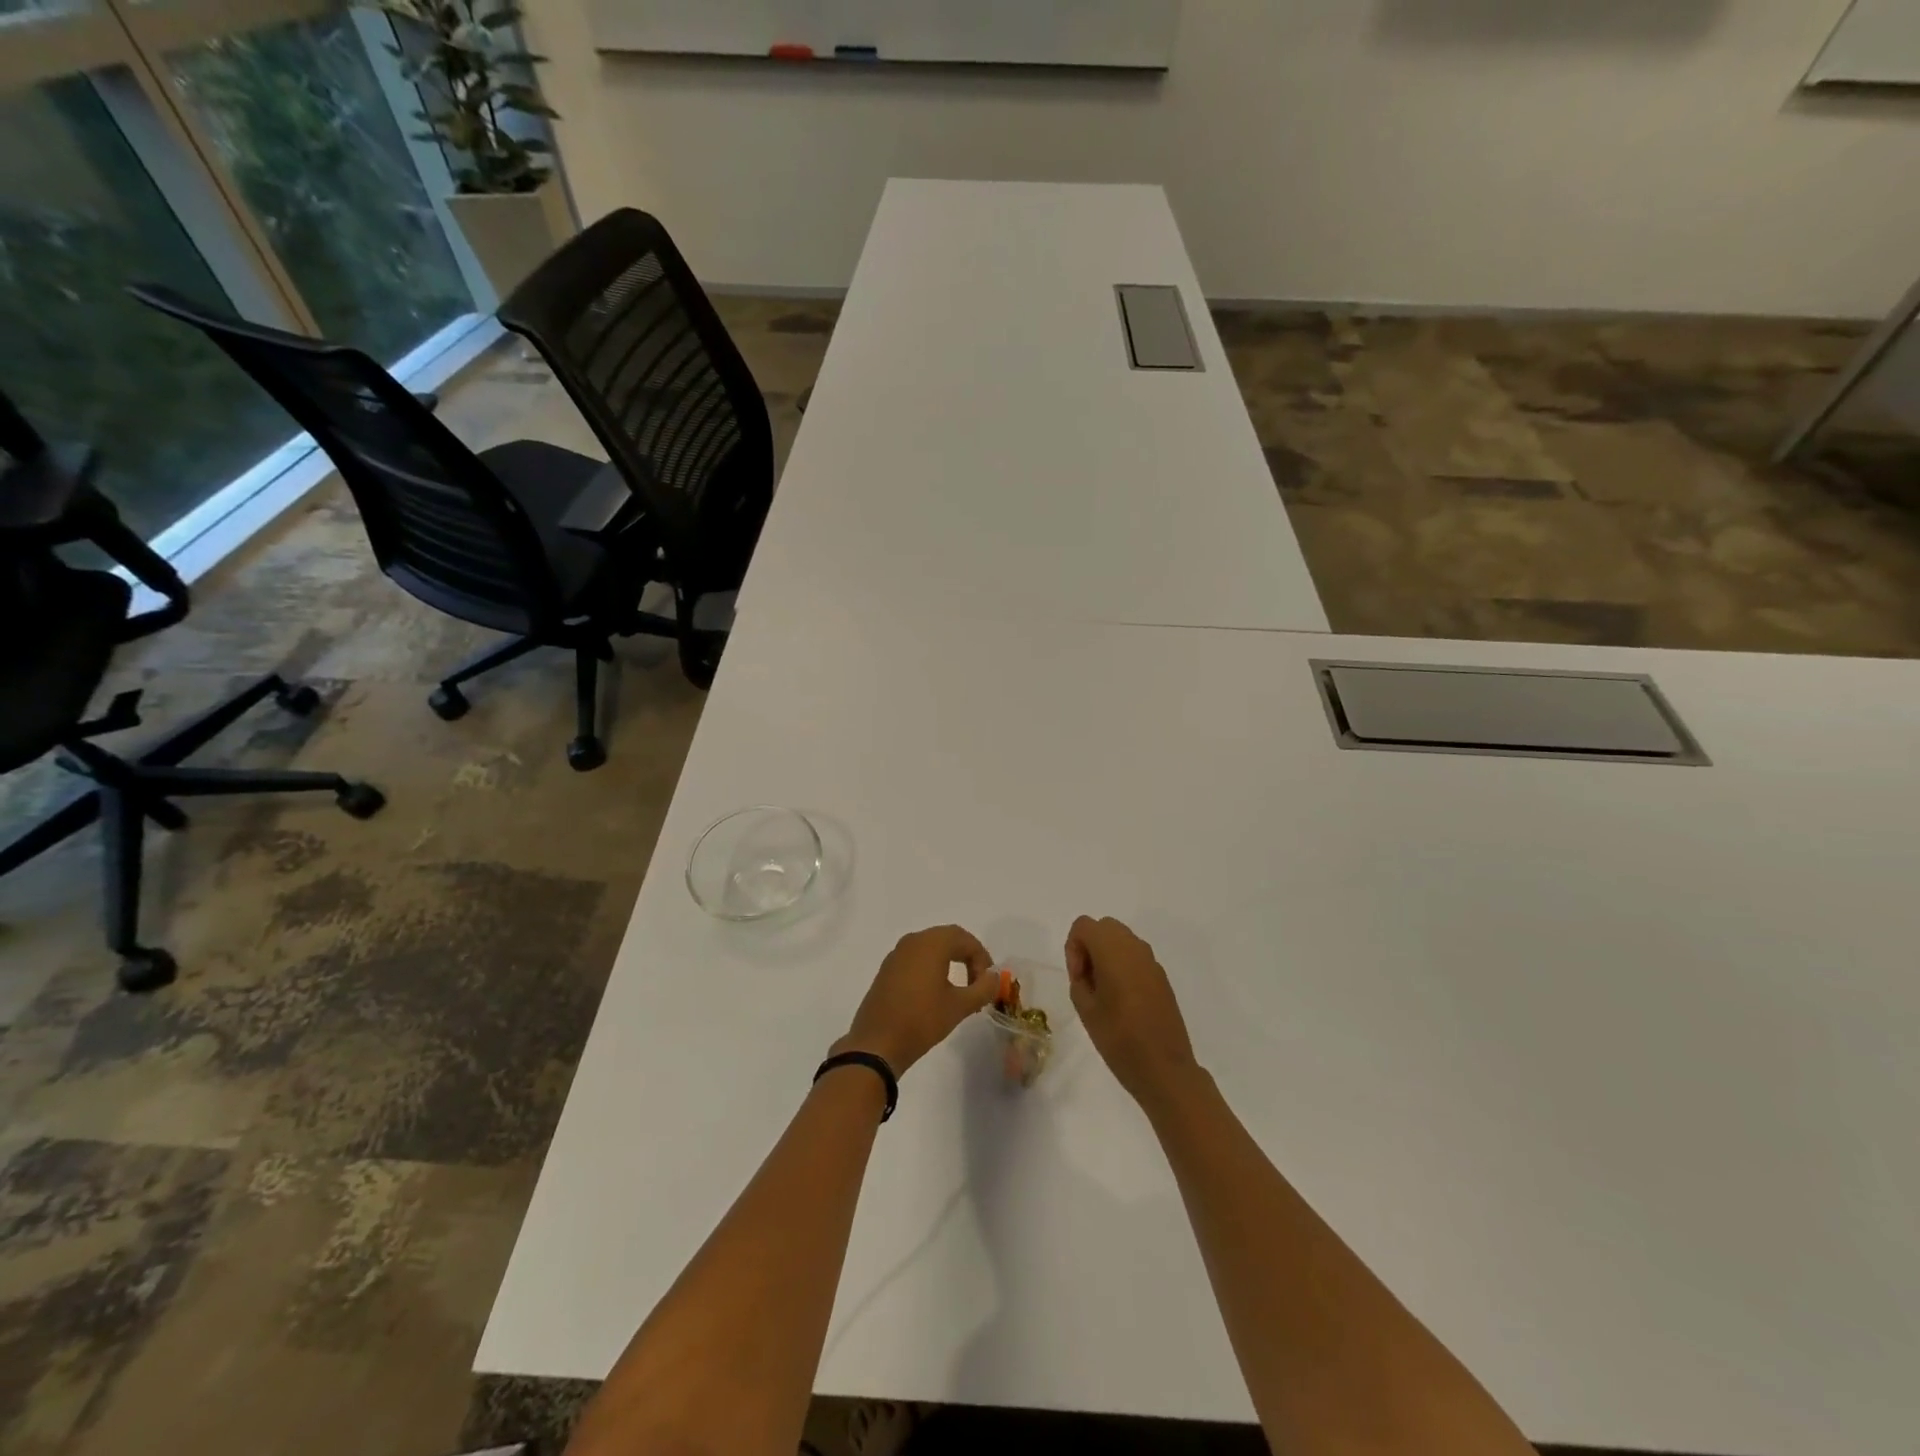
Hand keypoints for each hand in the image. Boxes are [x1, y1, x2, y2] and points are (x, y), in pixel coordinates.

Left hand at [838, 925, 998, 1073]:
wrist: (877, 1044)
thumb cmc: (922, 1020)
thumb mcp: (959, 1006)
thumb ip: (983, 988)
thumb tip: (994, 977)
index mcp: (931, 943)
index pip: (965, 939)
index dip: (982, 958)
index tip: (988, 982)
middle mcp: (913, 941)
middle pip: (948, 939)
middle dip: (968, 957)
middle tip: (978, 983)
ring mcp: (896, 954)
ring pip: (931, 948)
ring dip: (950, 961)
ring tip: (960, 989)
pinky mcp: (887, 970)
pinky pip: (916, 959)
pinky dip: (931, 967)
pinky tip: (936, 993)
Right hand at [1065, 916, 1199, 1105]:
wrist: (1164, 1069)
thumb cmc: (1119, 1039)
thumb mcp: (1085, 1009)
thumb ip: (1079, 979)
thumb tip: (1088, 968)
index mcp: (1113, 950)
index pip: (1084, 926)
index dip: (1074, 948)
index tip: (1078, 979)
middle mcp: (1134, 947)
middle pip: (1104, 927)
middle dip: (1090, 947)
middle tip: (1088, 982)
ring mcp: (1152, 961)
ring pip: (1122, 940)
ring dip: (1108, 956)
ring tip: (1104, 993)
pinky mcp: (1162, 977)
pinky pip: (1136, 958)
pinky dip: (1124, 967)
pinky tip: (1124, 1001)